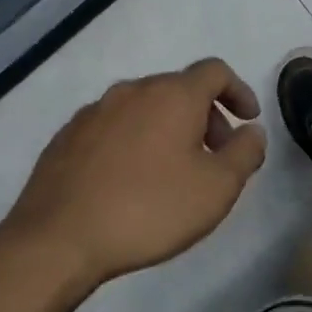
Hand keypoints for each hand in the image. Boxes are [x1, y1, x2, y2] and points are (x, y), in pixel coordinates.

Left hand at [0, 58, 267, 296]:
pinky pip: (115, 128)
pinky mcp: (66, 138)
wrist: (59, 240)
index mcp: (172, 95)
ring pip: (145, 108)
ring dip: (170, 130)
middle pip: (179, 89)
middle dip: (207, 117)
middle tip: (217, 156)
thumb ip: (246, 152)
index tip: (248, 121)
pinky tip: (134, 182)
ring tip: (175, 172)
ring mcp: (93, 113)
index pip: (215, 72)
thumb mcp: (219, 187)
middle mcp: (131, 92)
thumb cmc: (151, 209)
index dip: (239, 91)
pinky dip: (136, 142)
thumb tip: (251, 132)